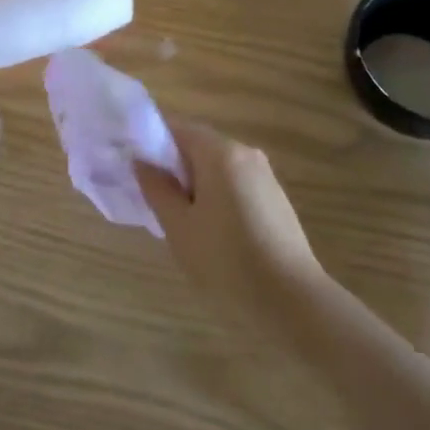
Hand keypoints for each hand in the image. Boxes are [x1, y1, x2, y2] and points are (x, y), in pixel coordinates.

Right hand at [135, 119, 325, 323]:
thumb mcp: (179, 227)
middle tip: (157, 202)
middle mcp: (245, 153)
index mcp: (220, 152)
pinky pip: (236, 184)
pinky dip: (218, 197)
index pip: (177, 128)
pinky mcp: (276, 198)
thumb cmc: (227, 260)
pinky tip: (214, 234)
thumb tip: (141, 162)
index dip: (152, 144)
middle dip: (174, 168)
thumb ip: (156, 188)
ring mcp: (264, 175)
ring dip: (196, 185)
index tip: (137, 170)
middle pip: (198, 146)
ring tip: (184, 223)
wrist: (293, 301)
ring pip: (217, 167)